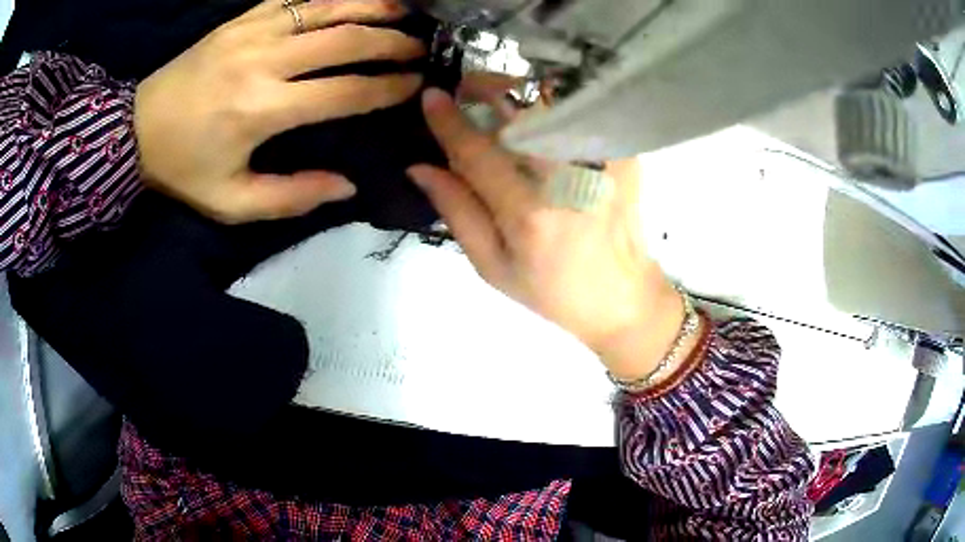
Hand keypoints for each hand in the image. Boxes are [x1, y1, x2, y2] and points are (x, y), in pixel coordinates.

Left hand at [135, 0, 423, 222]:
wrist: (135, 130)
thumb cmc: (182, 169)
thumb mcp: (231, 201)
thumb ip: (291, 197)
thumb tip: (347, 186)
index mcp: (261, 110)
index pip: (343, 92)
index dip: (386, 88)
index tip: (414, 85)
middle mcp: (263, 62)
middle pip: (344, 40)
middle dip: (390, 42)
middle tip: (418, 47)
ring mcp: (252, 32)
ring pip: (325, 7)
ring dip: (370, 5)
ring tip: (402, 9)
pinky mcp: (240, 19)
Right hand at [408, 88, 687, 379]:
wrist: (623, 297)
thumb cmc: (553, 291)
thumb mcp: (493, 266)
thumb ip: (457, 211)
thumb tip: (420, 168)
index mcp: (529, 213)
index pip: (477, 152)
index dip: (449, 121)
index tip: (430, 96)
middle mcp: (567, 179)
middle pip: (519, 113)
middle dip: (487, 88)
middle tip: (466, 86)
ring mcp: (601, 163)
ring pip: (553, 104)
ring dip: (520, 92)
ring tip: (501, 97)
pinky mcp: (623, 157)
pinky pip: (582, 115)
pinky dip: (556, 105)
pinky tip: (542, 114)